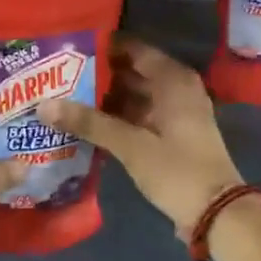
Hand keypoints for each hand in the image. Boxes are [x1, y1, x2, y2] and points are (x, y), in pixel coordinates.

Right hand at [40, 37, 246, 238]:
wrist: (217, 213)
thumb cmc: (177, 170)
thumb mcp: (131, 145)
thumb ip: (89, 122)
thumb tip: (44, 105)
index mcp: (173, 80)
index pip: (133, 49)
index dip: (102, 47)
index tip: (67, 47)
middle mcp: (176, 89)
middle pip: (132, 72)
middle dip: (97, 74)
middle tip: (56, 74)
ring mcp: (175, 113)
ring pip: (134, 96)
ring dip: (104, 99)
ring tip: (62, 96)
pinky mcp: (171, 136)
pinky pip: (138, 116)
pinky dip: (116, 118)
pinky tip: (84, 124)